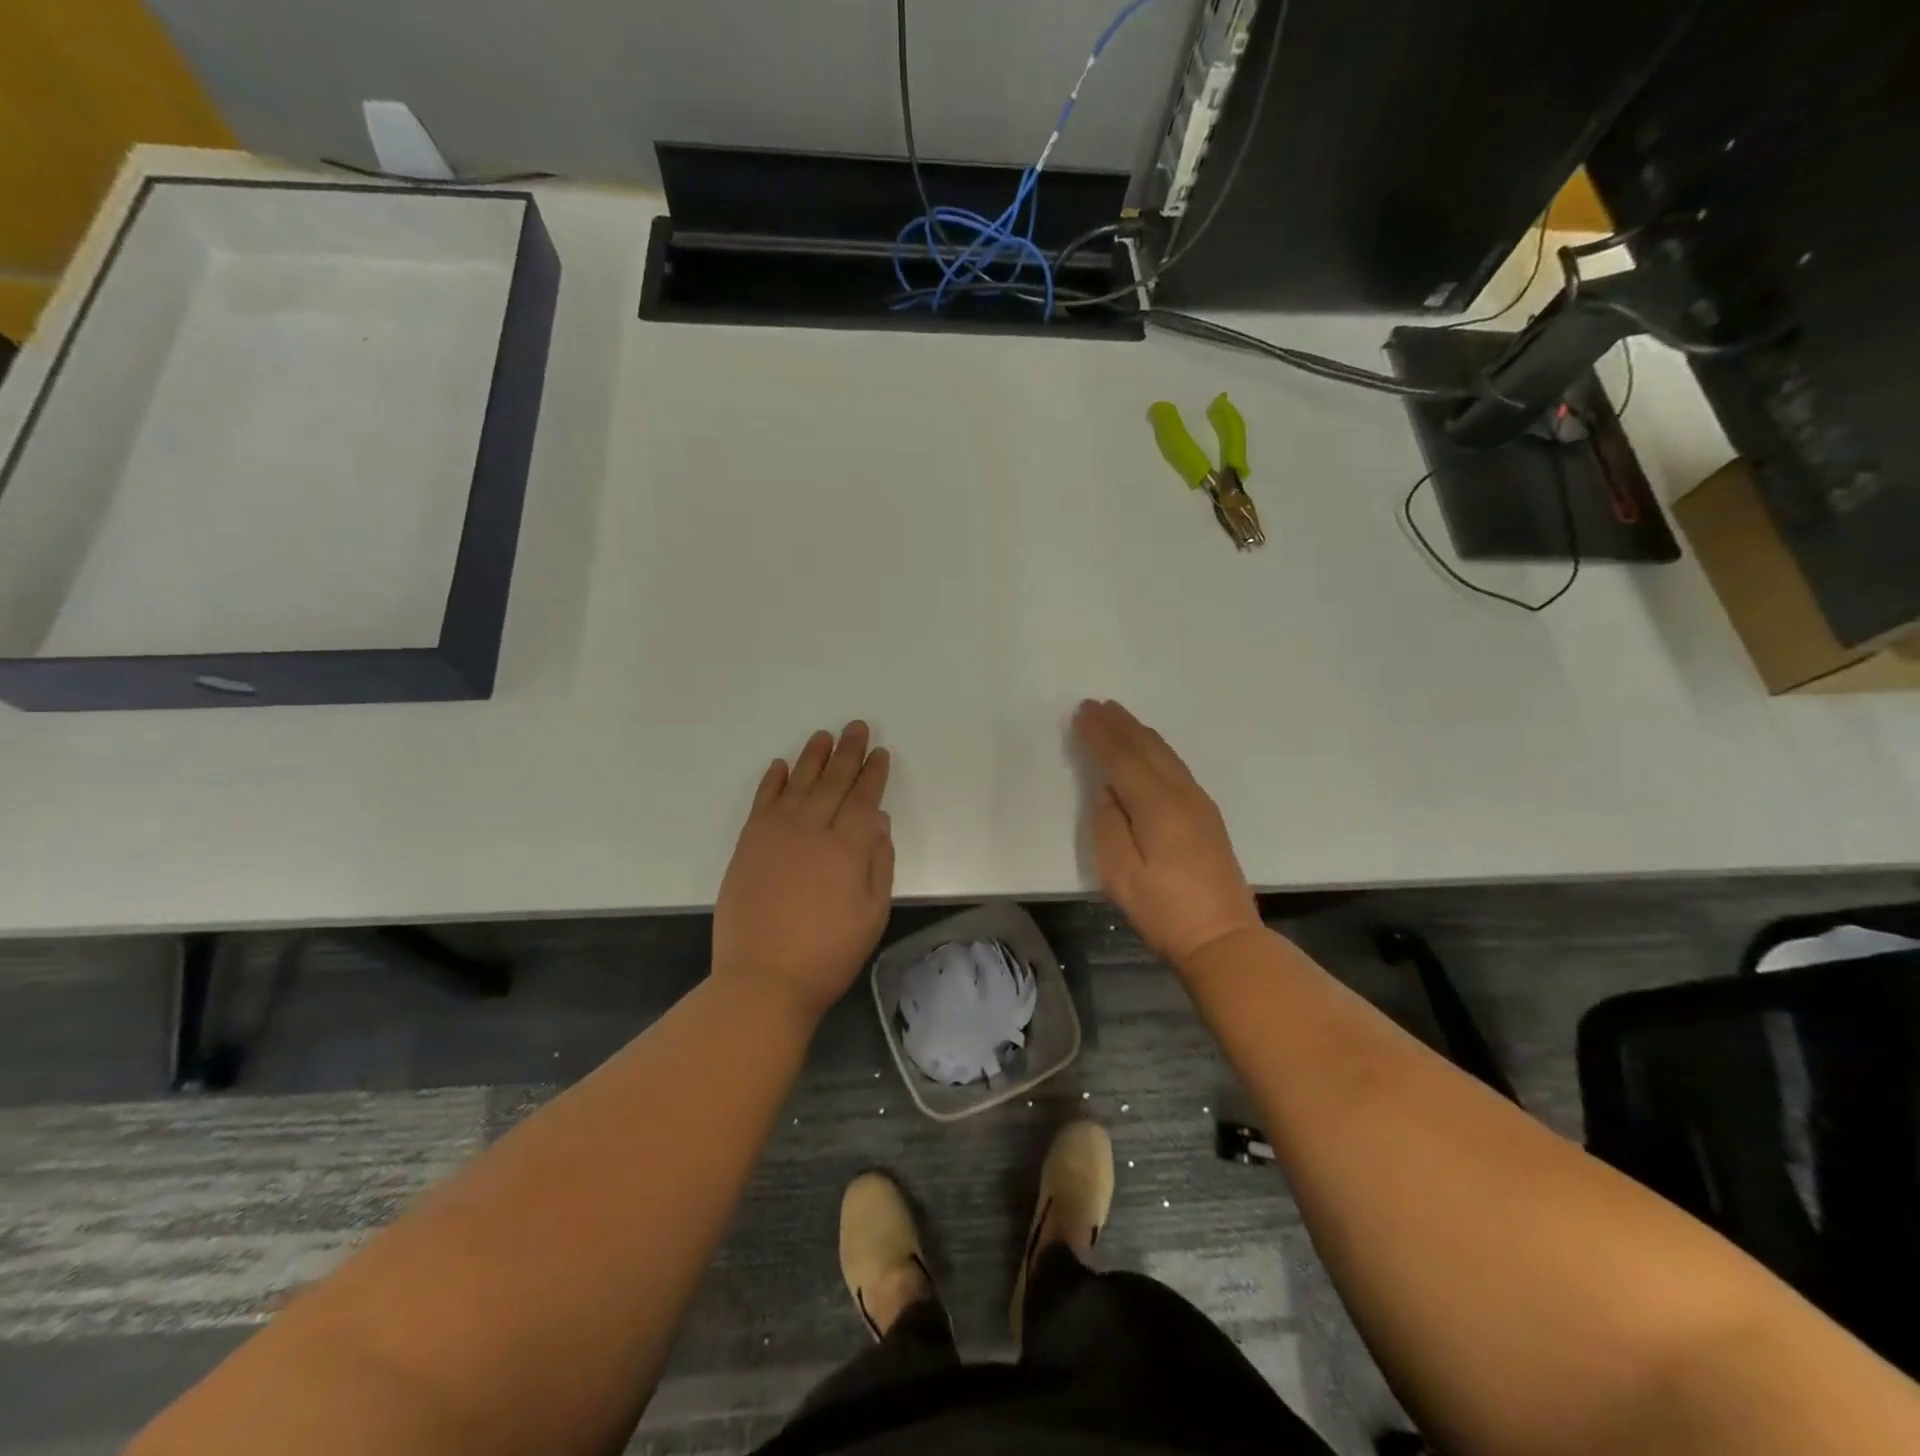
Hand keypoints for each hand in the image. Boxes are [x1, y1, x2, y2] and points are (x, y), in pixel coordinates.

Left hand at [712, 721, 894, 1024]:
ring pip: (798, 784)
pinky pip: (763, 802)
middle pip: (833, 783)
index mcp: (847, 849)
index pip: (863, 799)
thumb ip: (878, 862)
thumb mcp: (872, 913)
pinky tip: (781, 766)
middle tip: (856, 727)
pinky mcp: (748, 844)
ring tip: (823, 735)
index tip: (880, 753)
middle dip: (848, 753)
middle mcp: (812, 831)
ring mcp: (776, 835)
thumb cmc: (828, 953)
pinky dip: (773, 782)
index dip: (873, 774)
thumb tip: (876, 820)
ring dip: (812, 757)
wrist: (763, 979)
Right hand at [1073, 699, 1261, 970]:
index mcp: (1156, 804)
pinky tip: (1149, 750)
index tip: (1081, 712)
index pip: (1122, 757)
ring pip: (1165, 754)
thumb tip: (1108, 791)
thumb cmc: (1163, 909)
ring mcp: (1199, 803)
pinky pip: (1175, 766)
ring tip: (1118, 717)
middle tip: (1096, 705)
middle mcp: (1181, 794)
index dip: (1100, 734)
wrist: (1222, 938)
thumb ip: (1108, 824)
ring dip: (1139, 732)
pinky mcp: (1207, 816)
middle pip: (1147, 748)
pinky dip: (1155, 750)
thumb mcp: (1120, 872)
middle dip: (1119, 724)